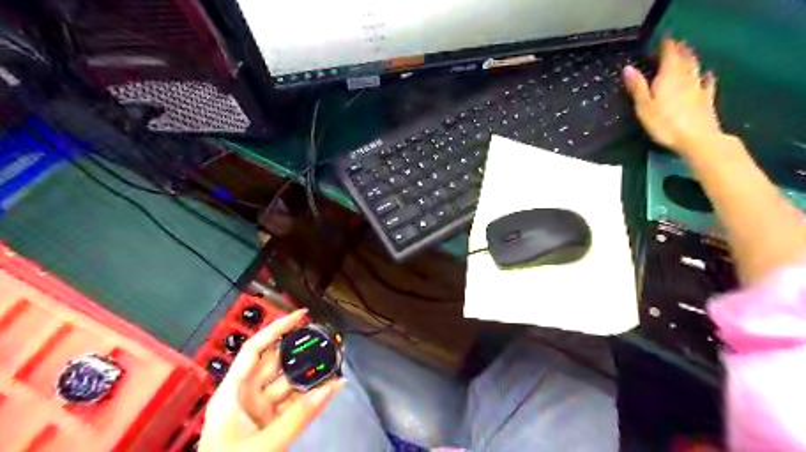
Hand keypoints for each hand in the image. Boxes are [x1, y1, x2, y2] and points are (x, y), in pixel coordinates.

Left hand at [199, 310, 344, 451]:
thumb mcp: (264, 444)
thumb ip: (300, 416)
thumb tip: (334, 386)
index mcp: (232, 393)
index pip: (255, 349)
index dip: (277, 328)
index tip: (301, 315)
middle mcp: (245, 396)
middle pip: (274, 363)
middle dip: (299, 350)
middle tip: (324, 339)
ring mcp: (258, 410)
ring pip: (287, 384)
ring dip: (309, 375)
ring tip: (333, 362)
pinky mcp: (269, 424)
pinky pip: (293, 403)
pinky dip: (311, 397)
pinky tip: (330, 388)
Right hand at [621, 37, 724, 156]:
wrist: (697, 139)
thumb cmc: (665, 124)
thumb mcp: (644, 107)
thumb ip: (637, 87)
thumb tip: (628, 68)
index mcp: (669, 76)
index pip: (669, 53)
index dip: (664, 46)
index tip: (659, 43)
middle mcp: (686, 77)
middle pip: (684, 57)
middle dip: (678, 49)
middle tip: (672, 46)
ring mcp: (699, 87)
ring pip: (695, 66)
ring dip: (690, 58)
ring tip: (686, 54)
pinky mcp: (707, 98)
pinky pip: (707, 82)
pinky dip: (705, 75)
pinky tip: (707, 74)